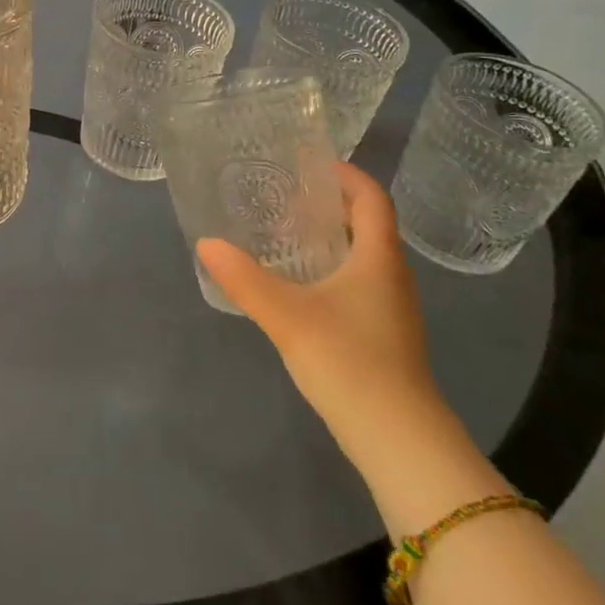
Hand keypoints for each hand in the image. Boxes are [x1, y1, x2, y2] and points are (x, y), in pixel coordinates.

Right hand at [197, 162, 443, 467]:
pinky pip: (359, 283)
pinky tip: (300, 284)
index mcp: (379, 259)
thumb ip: (244, 278)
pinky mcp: (384, 335)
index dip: (346, 174)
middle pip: (369, 224)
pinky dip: (332, 268)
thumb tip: (206, 243)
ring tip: (286, 232)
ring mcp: (392, 309)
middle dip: (332, 203)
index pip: (372, 199)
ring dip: (332, 237)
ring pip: (364, 256)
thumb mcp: (287, 316)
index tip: (308, 163)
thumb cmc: (349, 362)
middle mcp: (392, 276)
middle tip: (285, 194)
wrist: (399, 440)